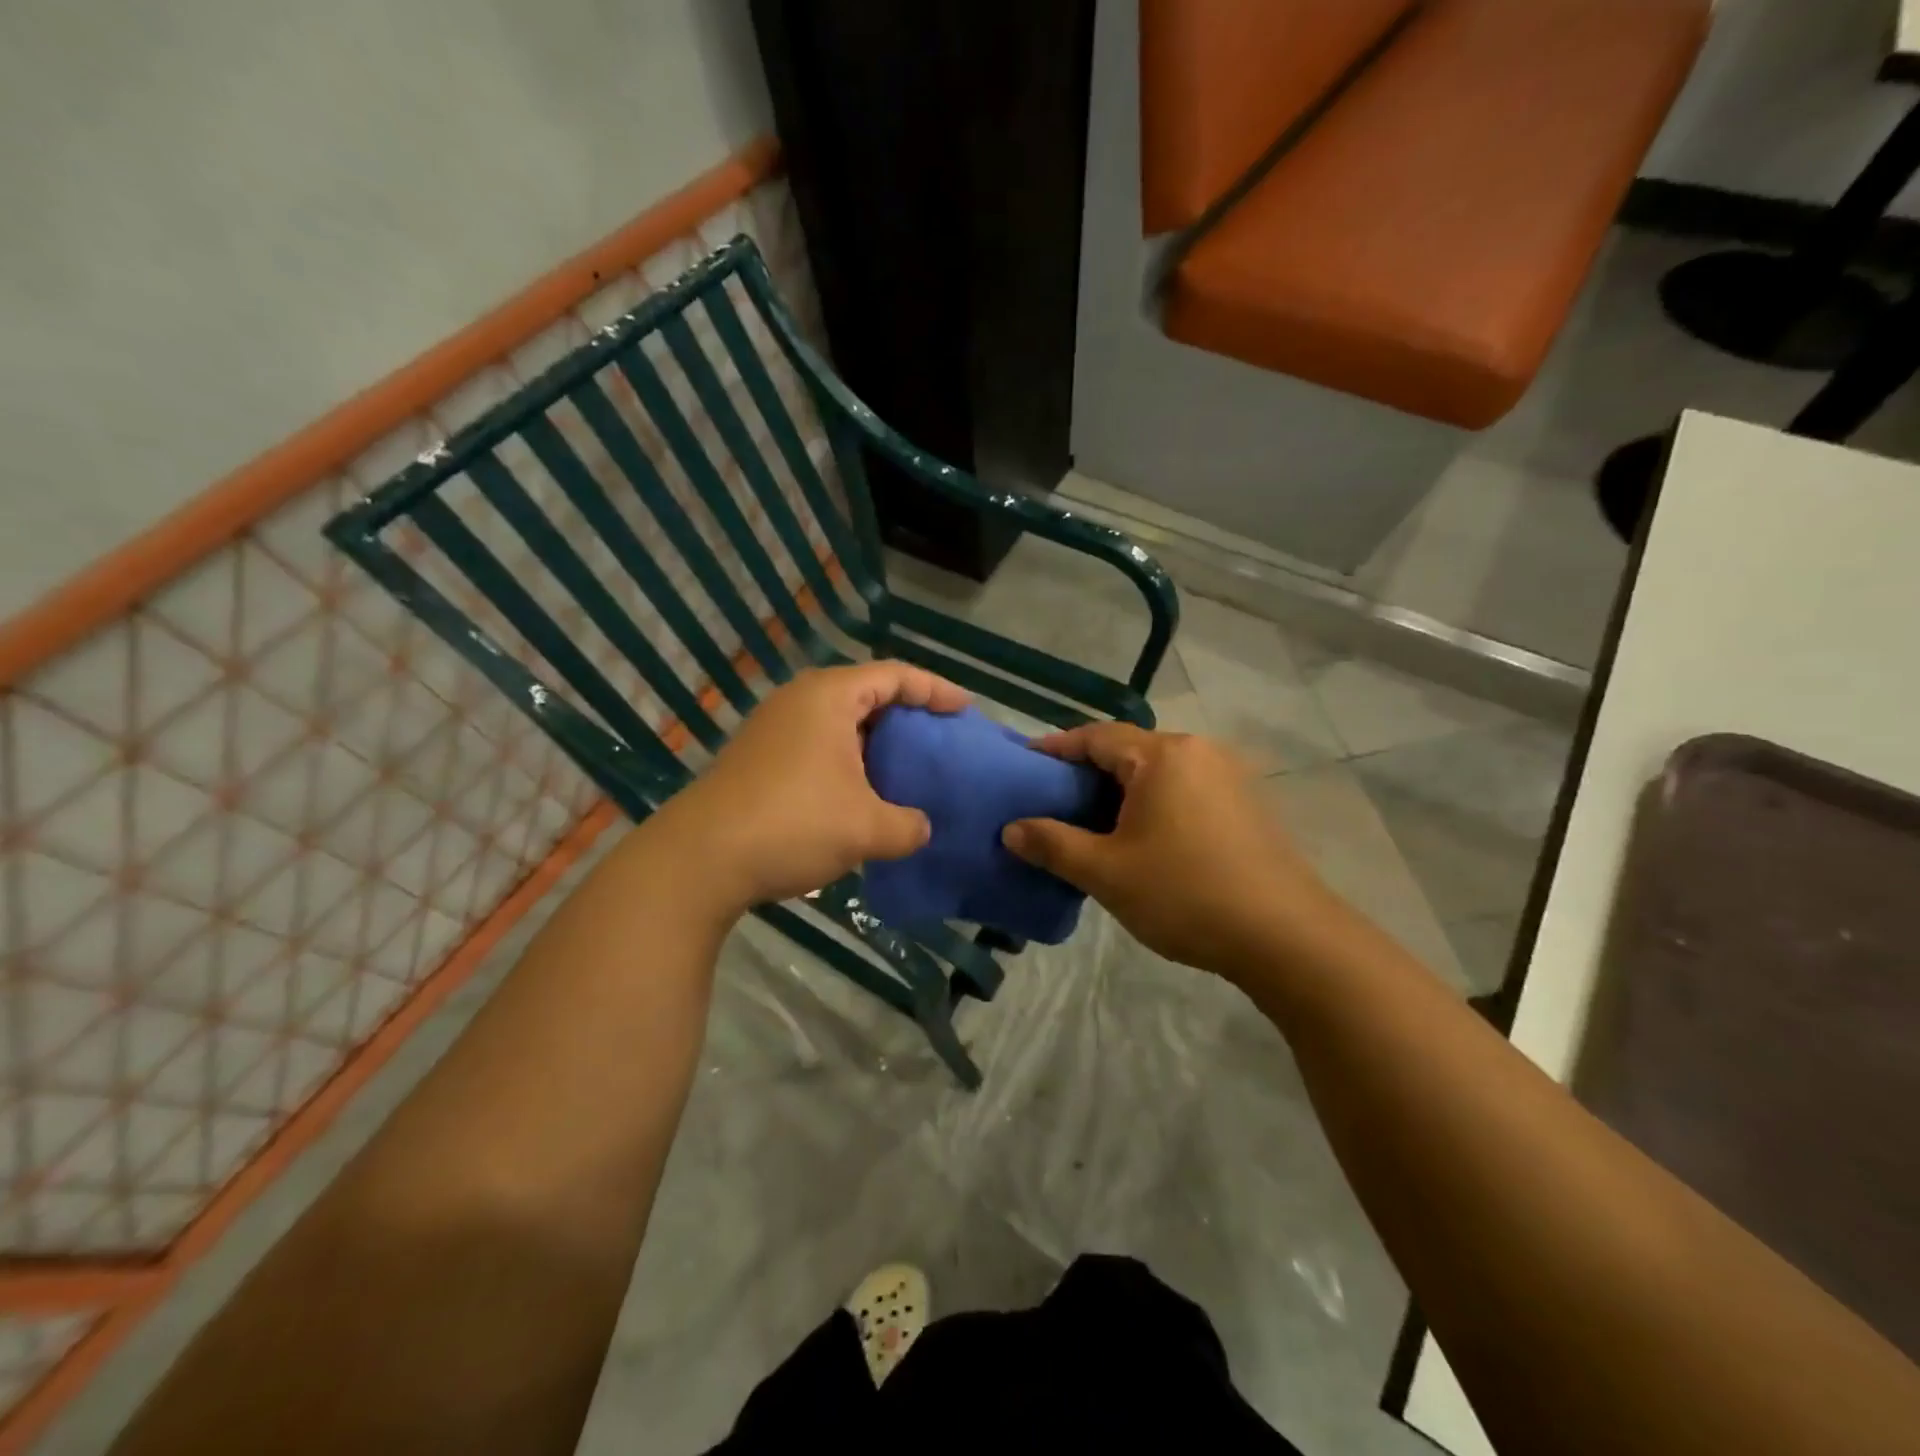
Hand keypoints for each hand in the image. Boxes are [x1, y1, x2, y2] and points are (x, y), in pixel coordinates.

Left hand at [652, 662, 967, 914]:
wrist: (699, 860)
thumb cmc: (793, 824)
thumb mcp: (866, 828)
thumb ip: (908, 826)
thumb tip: (920, 828)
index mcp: (829, 697)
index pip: (894, 675)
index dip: (935, 689)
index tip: (965, 709)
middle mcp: (800, 701)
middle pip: (866, 693)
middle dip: (907, 715)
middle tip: (940, 738)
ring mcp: (774, 729)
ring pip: (840, 723)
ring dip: (876, 743)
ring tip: (908, 768)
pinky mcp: (759, 759)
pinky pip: (819, 746)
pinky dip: (849, 762)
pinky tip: (863, 795)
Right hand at [1002, 723, 1341, 980]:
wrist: (1285, 936)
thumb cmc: (1186, 894)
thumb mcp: (1107, 872)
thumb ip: (1053, 844)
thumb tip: (1012, 829)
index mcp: (1162, 756)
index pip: (1096, 736)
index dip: (1056, 748)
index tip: (1024, 765)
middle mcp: (1197, 752)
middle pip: (1128, 750)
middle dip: (1087, 772)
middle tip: (1052, 800)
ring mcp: (1228, 777)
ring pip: (1157, 772)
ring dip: (1120, 791)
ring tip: (1090, 823)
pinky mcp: (1245, 804)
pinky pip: (1183, 789)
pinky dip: (1152, 803)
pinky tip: (1140, 838)